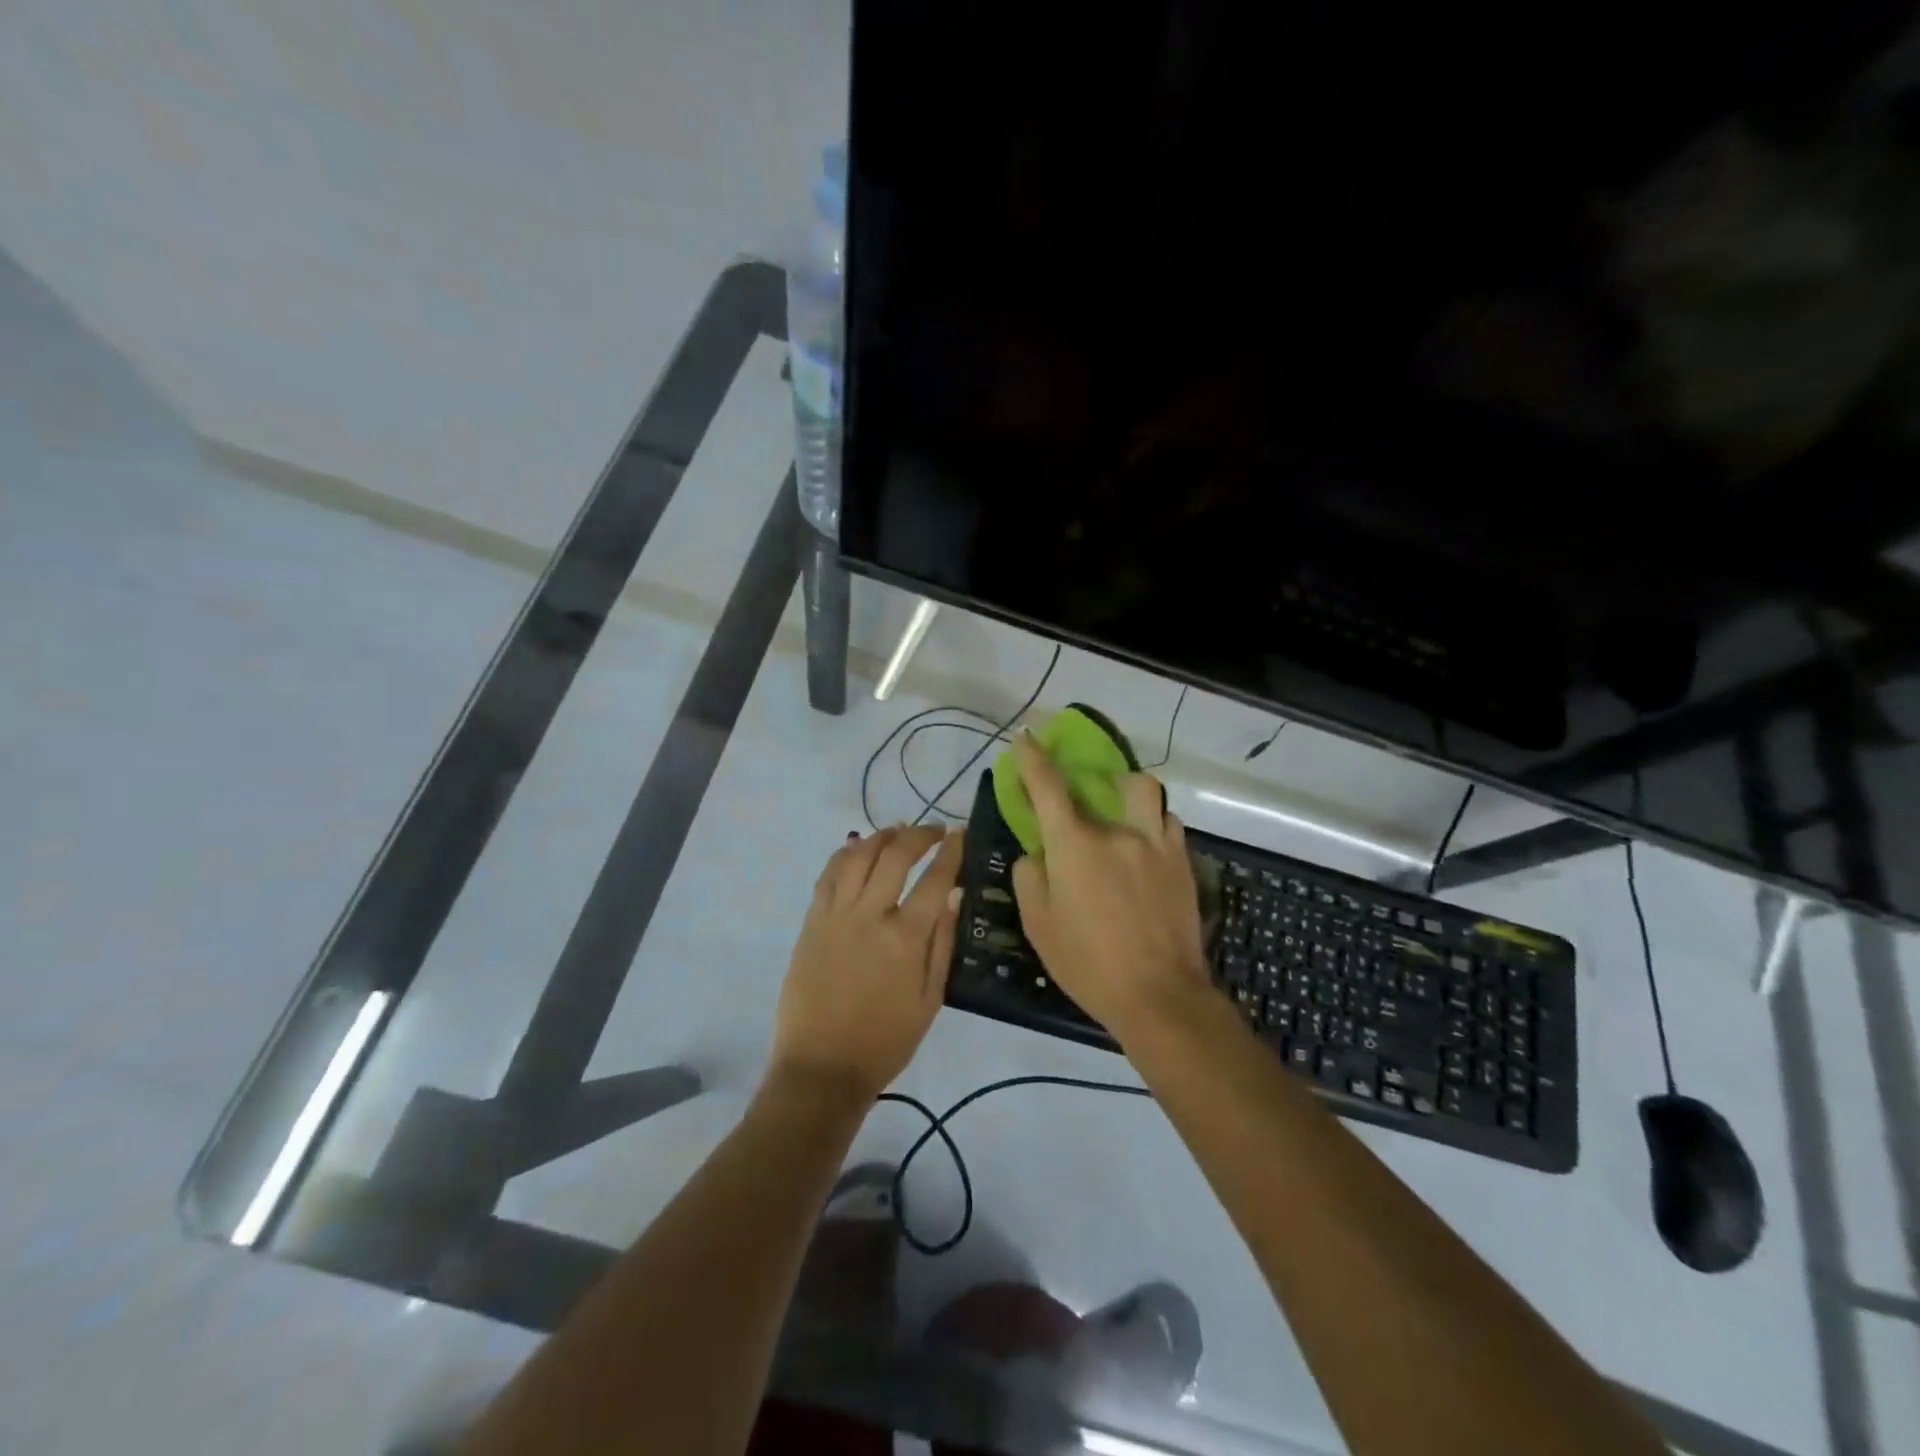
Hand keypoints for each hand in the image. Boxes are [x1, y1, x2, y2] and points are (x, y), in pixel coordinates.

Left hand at [768, 825, 964, 1104]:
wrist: (822, 1069)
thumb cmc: (885, 1041)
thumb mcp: (929, 1000)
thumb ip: (942, 944)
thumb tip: (954, 897)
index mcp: (905, 938)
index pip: (934, 879)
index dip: (951, 851)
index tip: (960, 834)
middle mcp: (869, 916)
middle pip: (895, 856)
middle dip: (919, 834)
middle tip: (935, 830)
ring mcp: (835, 915)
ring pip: (858, 856)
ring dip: (881, 836)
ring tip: (898, 831)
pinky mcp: (811, 922)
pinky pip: (828, 875)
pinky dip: (845, 854)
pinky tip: (858, 848)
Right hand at [1009, 733, 1210, 1039]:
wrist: (1159, 995)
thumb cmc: (1087, 963)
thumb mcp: (1038, 924)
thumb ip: (1029, 877)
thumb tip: (1036, 853)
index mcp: (1075, 845)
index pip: (1048, 787)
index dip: (1033, 758)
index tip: (1025, 738)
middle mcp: (1117, 832)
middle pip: (1101, 783)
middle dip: (1084, 780)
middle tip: (1079, 795)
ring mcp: (1156, 843)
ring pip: (1145, 792)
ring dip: (1127, 793)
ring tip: (1120, 815)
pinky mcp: (1181, 862)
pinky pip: (1167, 823)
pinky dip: (1152, 822)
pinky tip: (1145, 846)